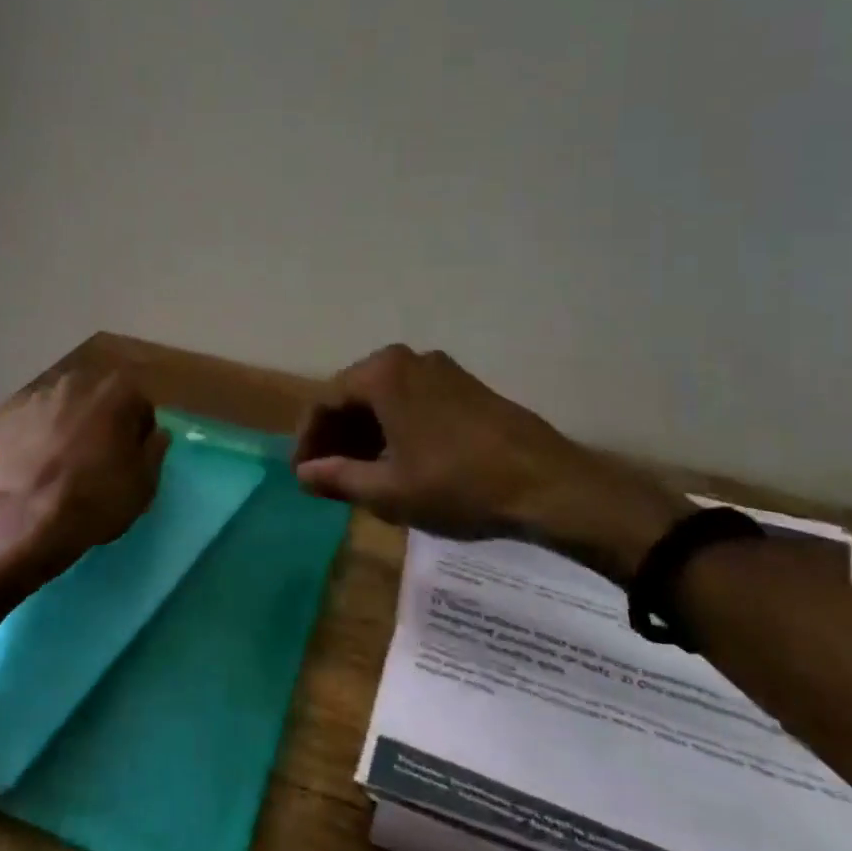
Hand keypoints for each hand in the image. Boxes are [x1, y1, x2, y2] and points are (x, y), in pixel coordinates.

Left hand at [0, 370, 170, 585]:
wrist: (28, 519)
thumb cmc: (97, 497)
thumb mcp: (144, 483)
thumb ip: (155, 451)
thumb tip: (157, 435)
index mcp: (116, 391)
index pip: (139, 406)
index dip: (139, 433)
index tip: (133, 458)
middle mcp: (77, 384)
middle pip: (98, 402)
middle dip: (102, 423)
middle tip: (100, 460)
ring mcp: (38, 399)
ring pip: (64, 411)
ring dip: (68, 429)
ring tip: (65, 466)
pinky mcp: (8, 419)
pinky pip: (34, 427)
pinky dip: (38, 440)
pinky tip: (38, 469)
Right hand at [292, 345, 687, 580]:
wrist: (548, 486)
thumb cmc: (458, 485)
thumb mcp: (388, 491)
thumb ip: (338, 478)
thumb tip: (303, 474)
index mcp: (382, 373)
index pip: (325, 401)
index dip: (308, 440)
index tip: (303, 475)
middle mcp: (409, 359)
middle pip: (355, 396)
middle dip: (337, 437)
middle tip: (329, 477)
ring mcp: (443, 370)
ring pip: (386, 399)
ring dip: (366, 435)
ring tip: (361, 475)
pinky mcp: (467, 387)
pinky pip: (414, 402)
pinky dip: (396, 429)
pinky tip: (400, 463)